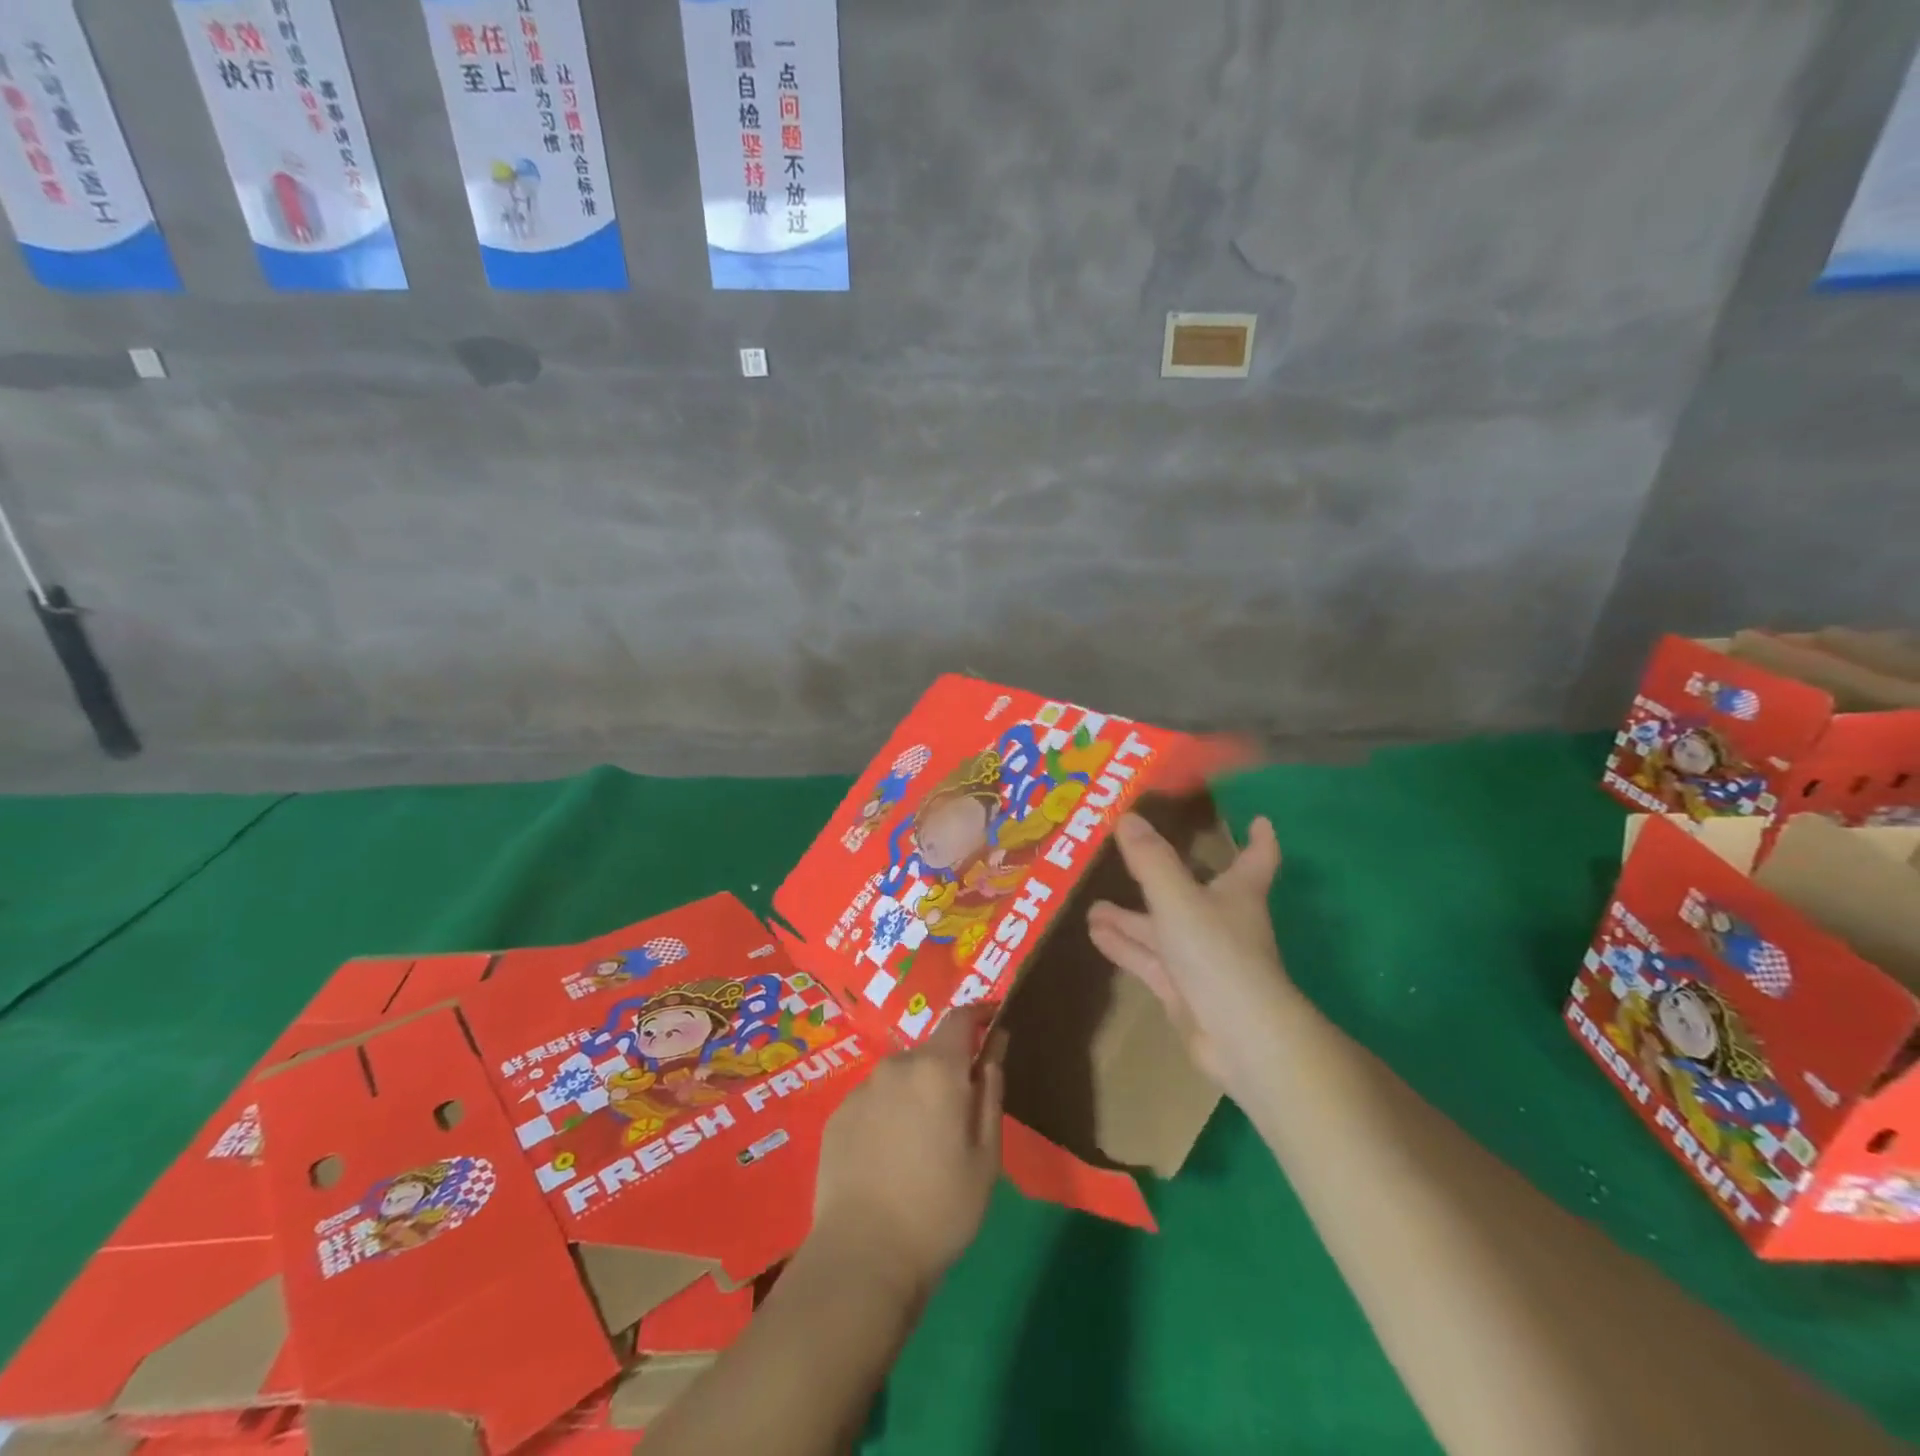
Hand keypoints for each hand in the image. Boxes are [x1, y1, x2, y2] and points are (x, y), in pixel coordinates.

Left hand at [807, 1005, 1004, 1299]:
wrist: (862, 1258)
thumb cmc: (939, 1210)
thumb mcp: (986, 1156)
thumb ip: (991, 1092)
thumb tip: (995, 1046)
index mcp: (938, 1069)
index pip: (960, 1019)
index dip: (980, 1014)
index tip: (994, 1020)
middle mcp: (897, 1065)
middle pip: (930, 1053)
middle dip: (948, 1071)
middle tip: (959, 1116)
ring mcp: (862, 1089)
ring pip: (900, 1078)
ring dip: (916, 1094)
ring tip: (921, 1144)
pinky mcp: (838, 1116)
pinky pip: (874, 1101)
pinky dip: (888, 1114)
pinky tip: (889, 1157)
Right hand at [1086, 813, 1287, 1094]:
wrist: (1238, 1036)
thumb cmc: (1217, 953)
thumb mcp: (1177, 898)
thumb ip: (1150, 860)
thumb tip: (1126, 817)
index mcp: (1236, 894)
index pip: (1255, 859)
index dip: (1257, 839)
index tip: (1258, 820)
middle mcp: (1221, 922)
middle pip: (1191, 893)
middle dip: (1162, 878)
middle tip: (1130, 856)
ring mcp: (1202, 960)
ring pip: (1162, 930)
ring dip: (1130, 918)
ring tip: (1092, 906)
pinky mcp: (1184, 991)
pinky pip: (1149, 961)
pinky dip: (1124, 947)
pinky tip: (1095, 936)